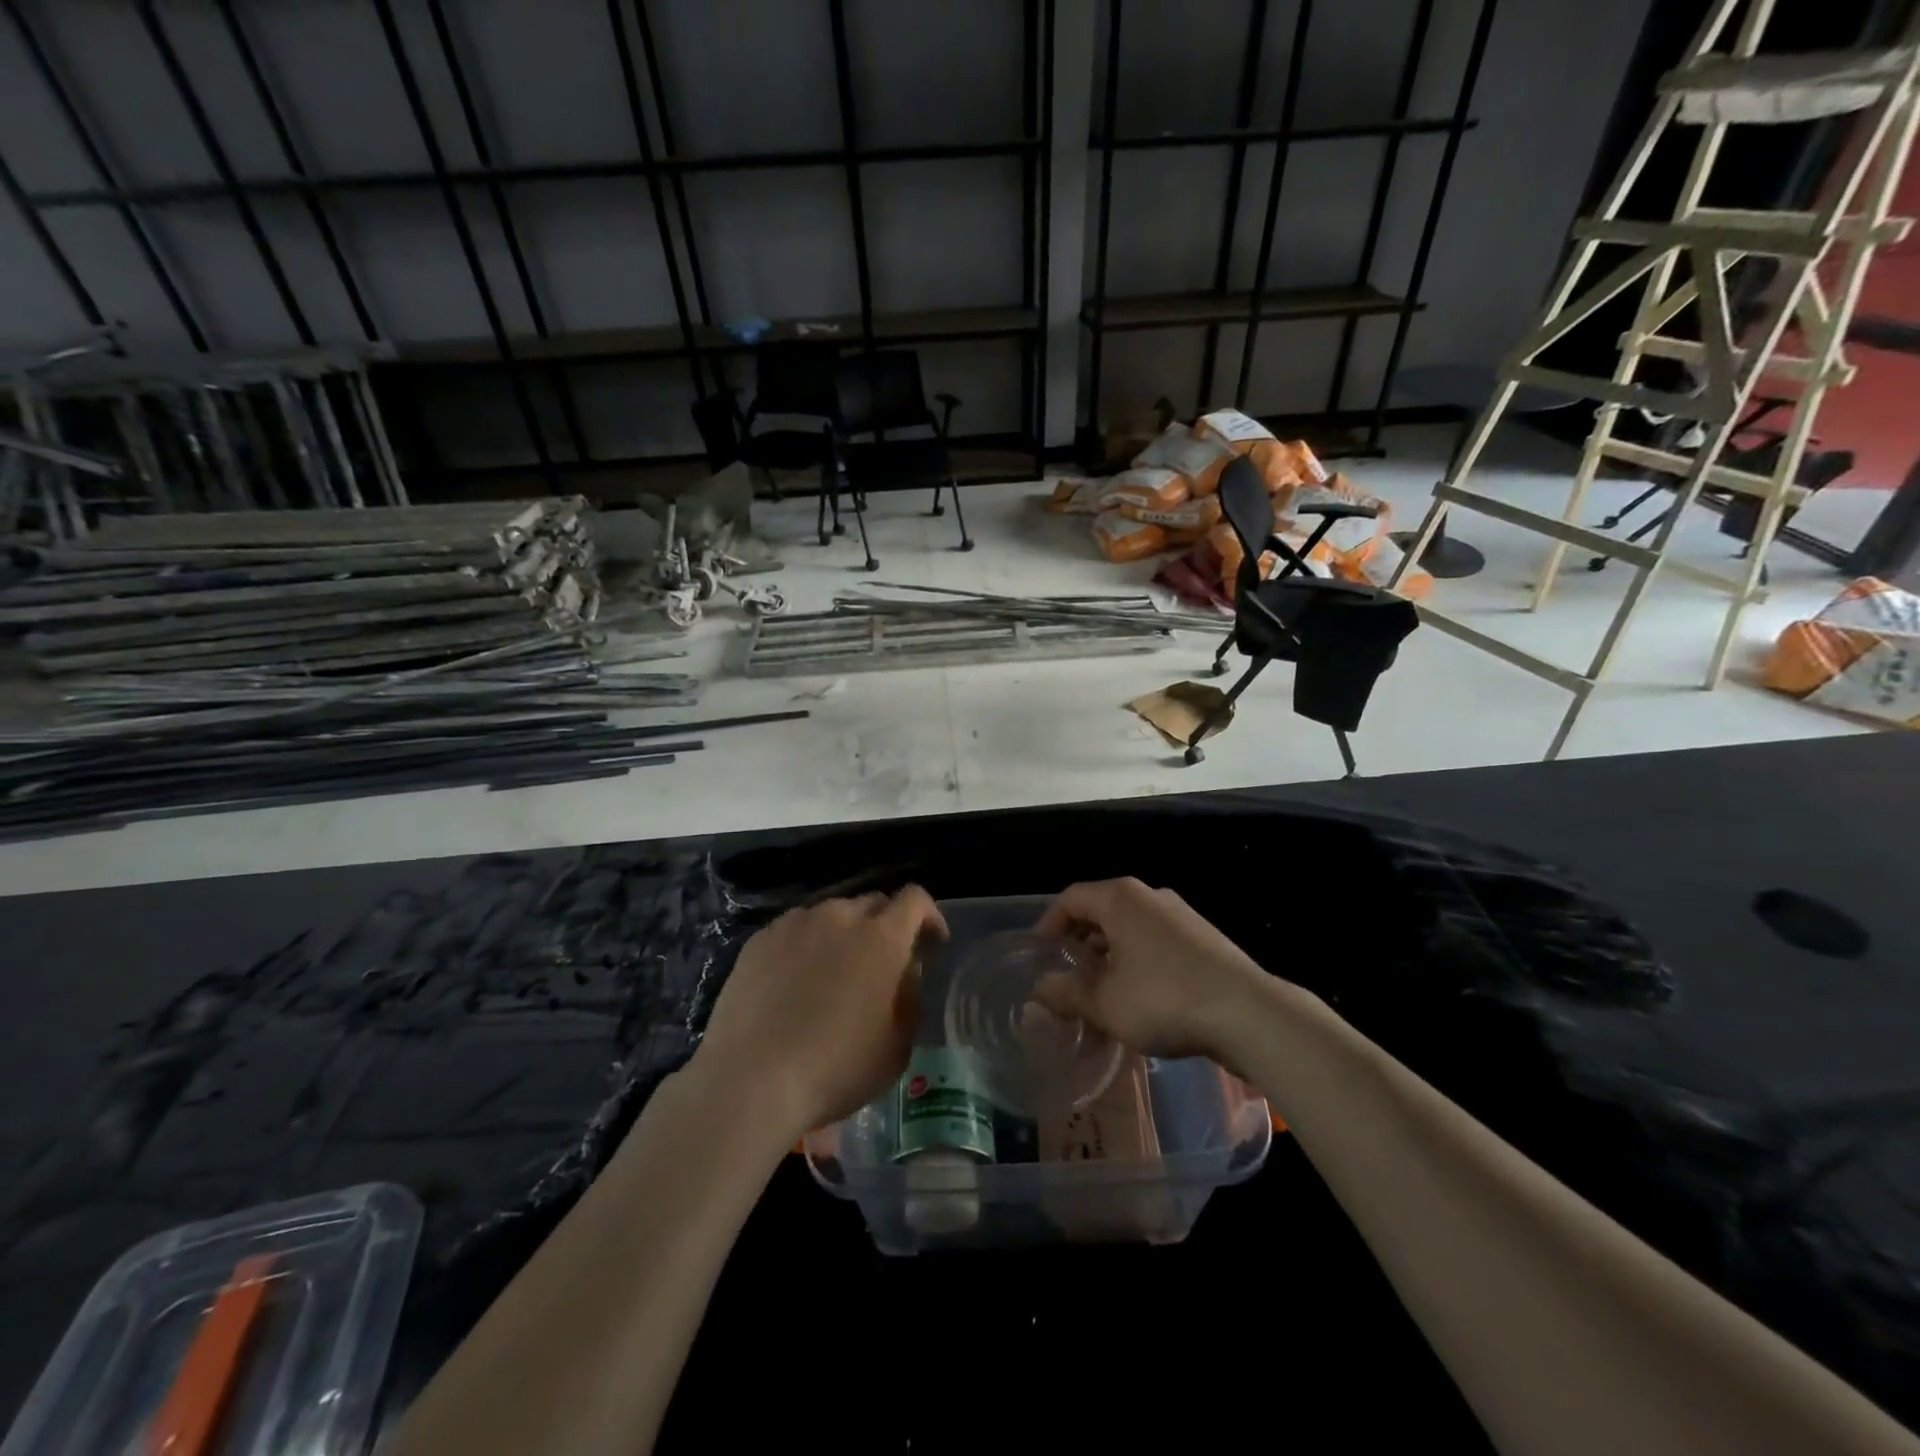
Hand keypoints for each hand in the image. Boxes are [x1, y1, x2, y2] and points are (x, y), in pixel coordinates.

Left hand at [694, 887, 946, 1139]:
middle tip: (884, 963)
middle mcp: (840, 917)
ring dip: (845, 933)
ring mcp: (796, 924)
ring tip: (836, 971)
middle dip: (887, 925)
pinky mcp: (761, 939)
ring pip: (832, 914)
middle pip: (873, 903)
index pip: (915, 899)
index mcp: (882, 938)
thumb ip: (910, 1000)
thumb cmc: (835, 1069)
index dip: (929, 916)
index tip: (932, 944)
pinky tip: (797, 981)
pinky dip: (807, 944)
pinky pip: (796, 929)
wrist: (750, 1080)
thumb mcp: (897, 1046)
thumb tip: (904, 976)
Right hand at [1034, 878, 1268, 1061]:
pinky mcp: (1202, 938)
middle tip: (1065, 974)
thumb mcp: (1104, 1002)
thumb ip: (1066, 992)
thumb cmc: (1164, 998)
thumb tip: (1039, 989)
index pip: (1070, 898)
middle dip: (1079, 942)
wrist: (1248, 1013)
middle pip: (1100, 910)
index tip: (1039, 955)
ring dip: (1108, 955)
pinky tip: (1138, 997)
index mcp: (1120, 899)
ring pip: (1129, 927)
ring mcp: (1180, 915)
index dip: (1048, 925)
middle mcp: (1149, 896)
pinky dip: (1135, 960)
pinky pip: (1154, 940)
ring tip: (1099, 992)